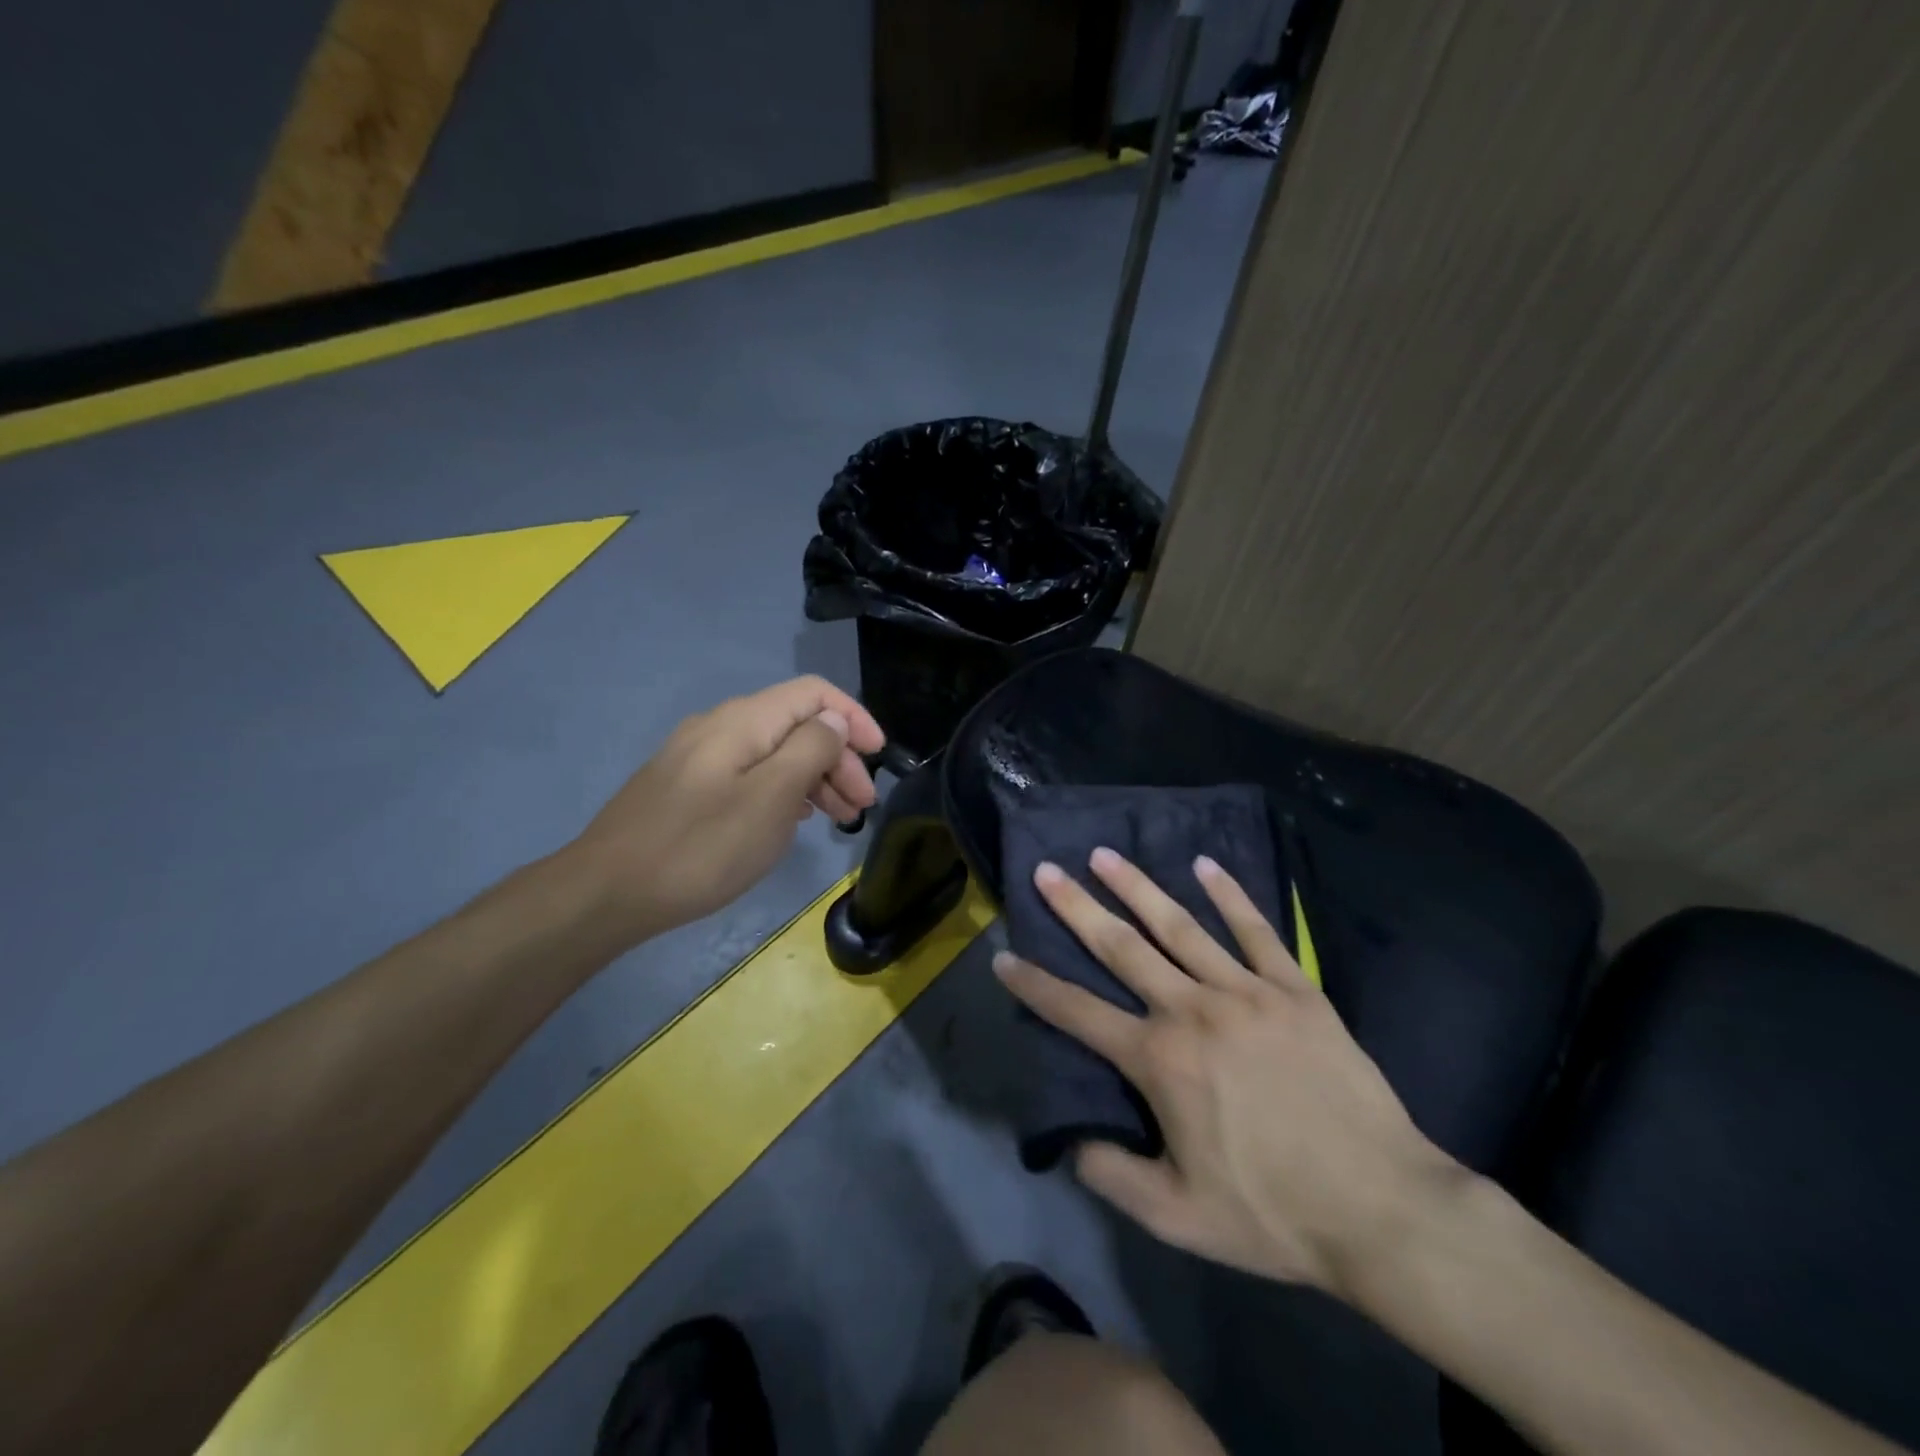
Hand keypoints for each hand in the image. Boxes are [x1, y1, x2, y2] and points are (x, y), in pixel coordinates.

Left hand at [567, 677, 884, 942]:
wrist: (607, 891)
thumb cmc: (701, 846)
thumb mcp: (771, 798)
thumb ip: (810, 750)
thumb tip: (832, 722)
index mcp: (744, 721)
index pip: (814, 693)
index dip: (853, 717)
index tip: (880, 756)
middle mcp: (721, 726)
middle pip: (796, 724)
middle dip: (838, 758)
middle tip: (861, 806)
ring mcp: (699, 756)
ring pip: (774, 752)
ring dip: (814, 777)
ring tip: (838, 819)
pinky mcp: (687, 786)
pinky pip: (750, 774)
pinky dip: (783, 790)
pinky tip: (793, 819)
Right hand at [994, 849, 1461, 1302]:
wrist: (1382, 1208)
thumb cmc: (1273, 1212)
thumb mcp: (1177, 1216)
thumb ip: (1112, 1175)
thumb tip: (1072, 1139)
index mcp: (1159, 1061)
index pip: (1077, 1013)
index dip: (1034, 984)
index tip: (1003, 956)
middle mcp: (1192, 1010)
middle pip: (1122, 948)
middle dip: (1077, 907)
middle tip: (1047, 870)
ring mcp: (1246, 992)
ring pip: (1180, 927)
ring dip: (1138, 887)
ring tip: (1105, 854)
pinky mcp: (1294, 988)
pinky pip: (1256, 931)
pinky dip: (1230, 895)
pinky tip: (1205, 864)